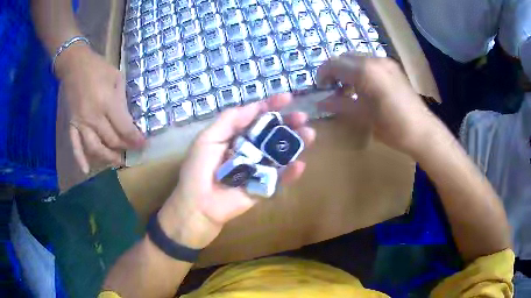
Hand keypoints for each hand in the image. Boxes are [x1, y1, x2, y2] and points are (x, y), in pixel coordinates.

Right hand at [55, 44, 145, 172]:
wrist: (74, 64)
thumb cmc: (98, 68)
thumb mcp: (117, 78)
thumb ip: (122, 100)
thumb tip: (129, 120)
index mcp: (107, 102)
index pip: (124, 128)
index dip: (136, 139)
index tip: (144, 145)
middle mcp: (93, 117)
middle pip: (111, 140)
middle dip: (125, 148)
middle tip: (133, 151)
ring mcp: (80, 123)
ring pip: (95, 148)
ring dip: (107, 158)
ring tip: (118, 162)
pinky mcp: (71, 125)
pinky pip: (75, 145)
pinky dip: (80, 159)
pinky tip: (86, 171)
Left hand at [157, 94, 315, 248]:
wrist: (197, 206)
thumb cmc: (198, 170)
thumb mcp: (208, 139)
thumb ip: (229, 121)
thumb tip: (254, 106)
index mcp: (234, 136)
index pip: (255, 117)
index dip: (270, 106)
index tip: (287, 98)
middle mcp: (248, 150)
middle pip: (271, 134)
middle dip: (287, 123)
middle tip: (302, 117)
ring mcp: (257, 169)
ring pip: (279, 154)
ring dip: (295, 144)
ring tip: (309, 135)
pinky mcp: (262, 188)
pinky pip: (279, 179)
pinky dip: (290, 173)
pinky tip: (300, 165)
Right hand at [316, 52, 437, 154]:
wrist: (422, 130)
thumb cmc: (392, 126)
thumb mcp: (363, 116)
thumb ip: (339, 105)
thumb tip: (320, 103)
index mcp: (365, 71)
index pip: (333, 64)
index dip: (322, 75)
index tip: (320, 89)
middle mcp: (374, 60)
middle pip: (344, 57)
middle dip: (334, 71)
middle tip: (332, 90)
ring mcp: (385, 62)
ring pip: (357, 58)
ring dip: (347, 70)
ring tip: (348, 90)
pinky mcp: (393, 67)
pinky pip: (370, 62)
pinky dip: (360, 70)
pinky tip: (364, 88)